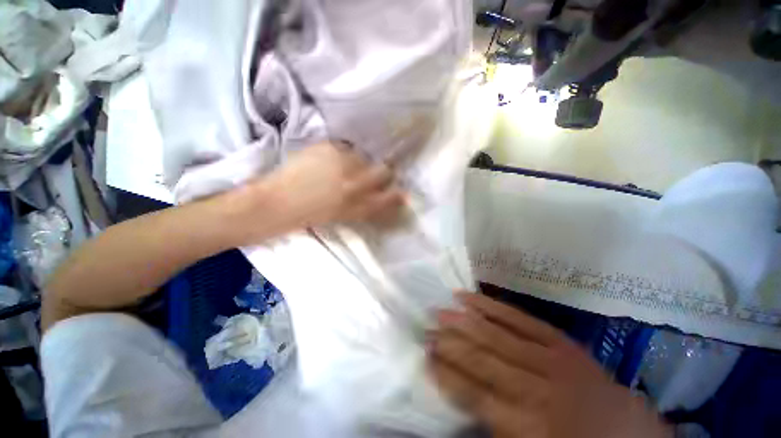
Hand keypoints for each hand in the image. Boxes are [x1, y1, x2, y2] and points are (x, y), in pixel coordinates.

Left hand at [250, 142, 404, 233]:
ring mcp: (342, 165)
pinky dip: (341, 152)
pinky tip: (329, 158)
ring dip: (359, 161)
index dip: (397, 194)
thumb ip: (363, 206)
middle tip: (378, 170)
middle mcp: (355, 185)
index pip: (388, 198)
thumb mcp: (342, 216)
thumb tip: (378, 194)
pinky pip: (344, 147)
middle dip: (385, 171)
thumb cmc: (310, 215)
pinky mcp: (329, 149)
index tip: (400, 190)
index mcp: (358, 205)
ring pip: (364, 157)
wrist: (277, 203)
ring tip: (343, 165)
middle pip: (383, 171)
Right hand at [428, 293, 671, 437]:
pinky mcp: (558, 339)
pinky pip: (518, 317)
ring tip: (440, 311)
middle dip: (450, 343)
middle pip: (483, 359)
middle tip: (426, 328)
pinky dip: (491, 306)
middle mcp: (537, 387)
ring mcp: (550, 357)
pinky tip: (469, 298)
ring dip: (464, 321)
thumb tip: (460, 397)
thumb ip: (494, 426)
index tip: (425, 357)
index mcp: (529, 424)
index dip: (447, 374)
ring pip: (497, 333)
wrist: (626, 430)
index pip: (475, 394)